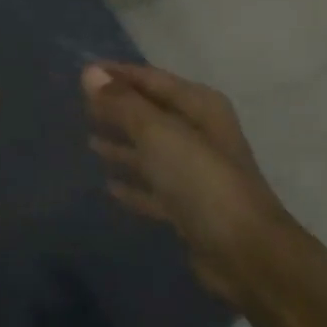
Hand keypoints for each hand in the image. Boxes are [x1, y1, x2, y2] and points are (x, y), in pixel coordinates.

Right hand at [84, 61, 288, 302]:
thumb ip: (123, 103)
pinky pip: (154, 187)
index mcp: (200, 106)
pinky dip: (134, 184)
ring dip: (123, 145)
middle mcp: (201, 133)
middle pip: (151, 113)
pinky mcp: (190, 208)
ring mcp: (197, 172)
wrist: (245, 254)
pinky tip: (109, 186)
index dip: (118, 74)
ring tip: (89, 142)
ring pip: (152, 150)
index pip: (151, 79)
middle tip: (80, 105)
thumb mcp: (158, 134)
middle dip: (118, 108)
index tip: (83, 72)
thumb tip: (90, 72)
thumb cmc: (201, 181)